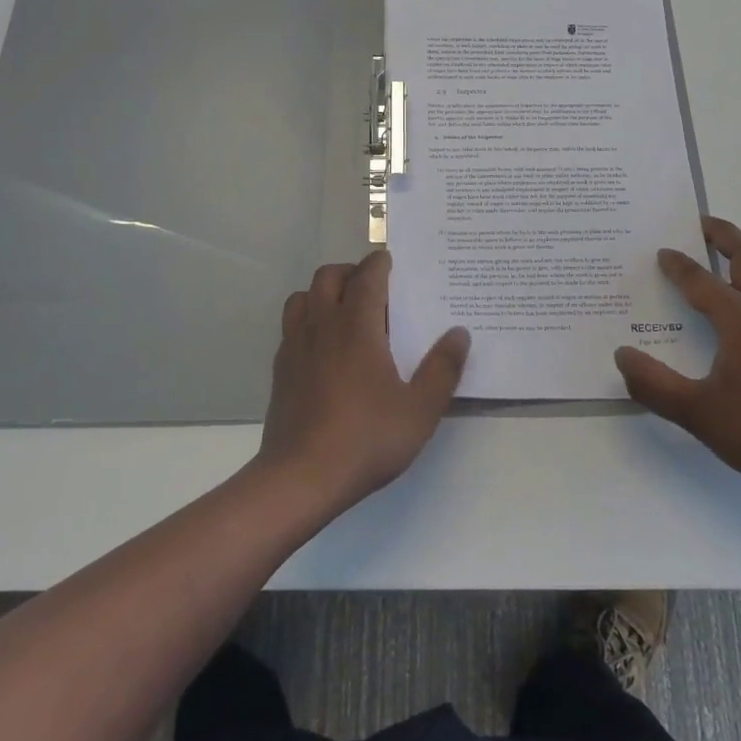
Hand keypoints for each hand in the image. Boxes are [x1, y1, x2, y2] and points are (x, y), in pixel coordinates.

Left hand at [256, 250, 469, 514]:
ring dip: (324, 292)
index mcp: (356, 326)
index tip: (390, 261)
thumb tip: (459, 333)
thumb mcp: (419, 411)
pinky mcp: (280, 369)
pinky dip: (308, 320)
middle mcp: (323, 325)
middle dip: (350, 271)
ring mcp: (296, 346)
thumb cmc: (365, 439)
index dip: (379, 264)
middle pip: (329, 276)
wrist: (300, 479)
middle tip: (372, 287)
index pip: (367, 277)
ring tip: (345, 311)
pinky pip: (291, 326)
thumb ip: (442, 369)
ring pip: (303, 296)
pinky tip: (323, 346)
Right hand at [615, 216, 740, 499]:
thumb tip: (622, 355)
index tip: (661, 252)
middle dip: (724, 235)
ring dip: (740, 258)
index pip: (701, 281)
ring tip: (717, 258)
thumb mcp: (698, 413)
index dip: (678, 265)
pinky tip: (739, 313)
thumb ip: (654, 385)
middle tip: (700, 222)